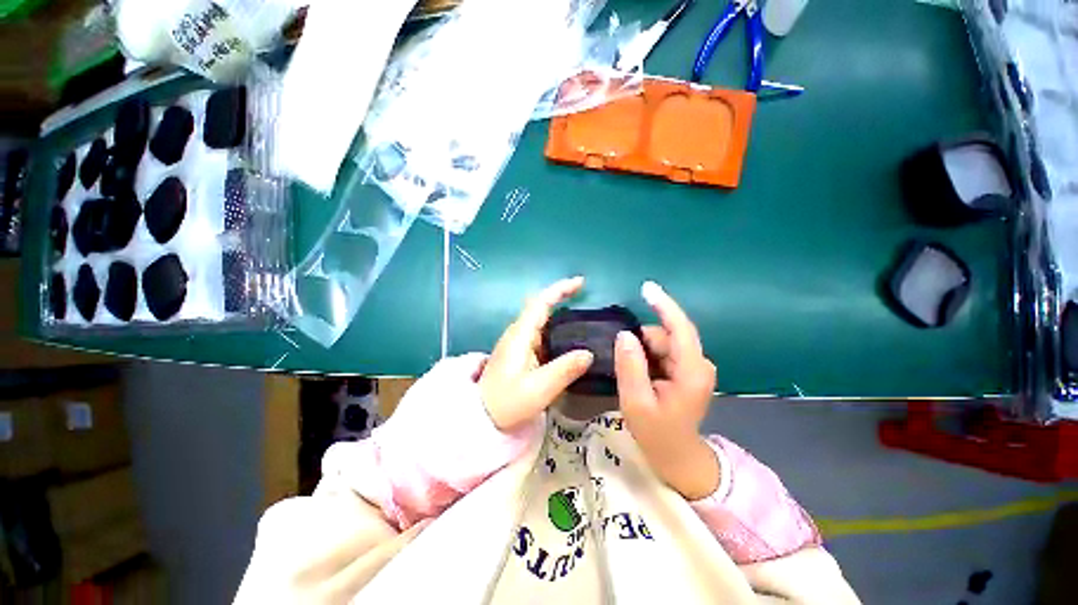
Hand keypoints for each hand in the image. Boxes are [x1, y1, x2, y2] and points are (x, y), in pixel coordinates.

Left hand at [479, 277, 594, 430]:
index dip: (560, 289)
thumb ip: (564, 370)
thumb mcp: (538, 390)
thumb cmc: (506, 403)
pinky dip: (555, 329)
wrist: (480, 417)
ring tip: (582, 315)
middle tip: (585, 294)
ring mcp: (517, 343)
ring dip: (559, 312)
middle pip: (540, 306)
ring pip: (540, 320)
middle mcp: (517, 333)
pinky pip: (540, 333)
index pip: (540, 303)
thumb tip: (589, 353)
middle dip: (561, 296)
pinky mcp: (519, 353)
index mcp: (520, 336)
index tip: (580, 282)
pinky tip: (568, 339)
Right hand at [614, 281, 719, 499]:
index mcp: (692, 371)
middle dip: (642, 343)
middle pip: (666, 336)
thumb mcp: (636, 402)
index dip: (664, 306)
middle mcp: (698, 364)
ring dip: (643, 352)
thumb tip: (624, 334)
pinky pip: (663, 352)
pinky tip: (641, 375)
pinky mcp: (687, 370)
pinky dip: (648, 356)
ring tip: (633, 376)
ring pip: (663, 343)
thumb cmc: (656, 434)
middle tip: (623, 364)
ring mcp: (694, 366)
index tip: (647, 288)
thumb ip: (630, 367)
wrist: (677, 456)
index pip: (680, 328)